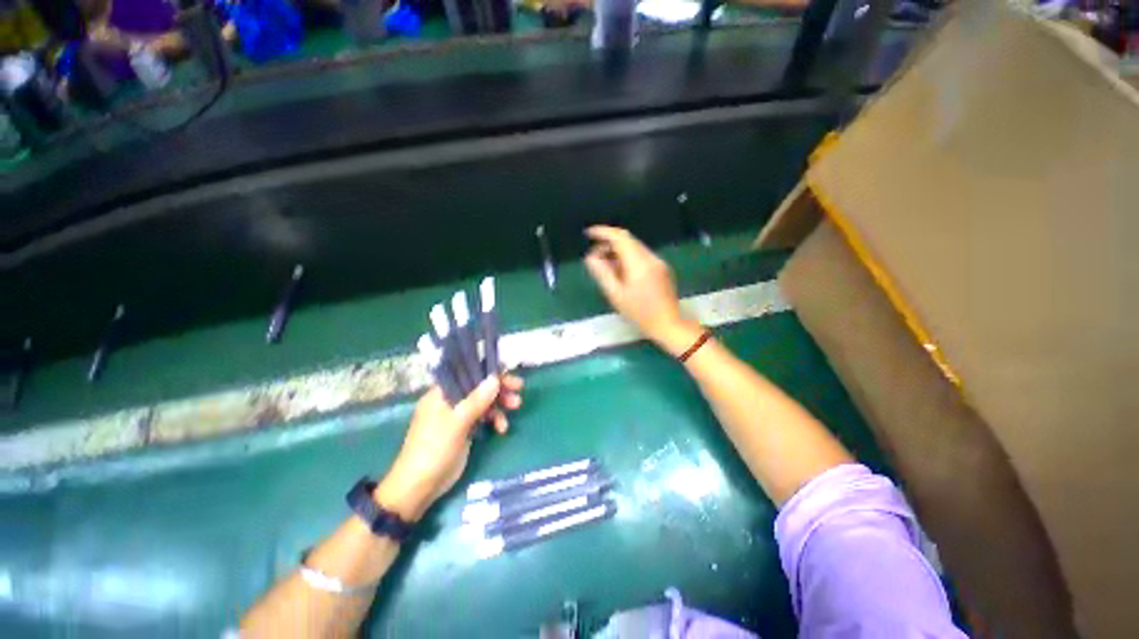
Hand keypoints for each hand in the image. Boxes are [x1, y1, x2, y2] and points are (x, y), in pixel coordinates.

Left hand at [376, 375, 523, 520]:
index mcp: (442, 393)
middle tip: (518, 391)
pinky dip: (494, 419)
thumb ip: (476, 400)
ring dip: (500, 404)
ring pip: (483, 402)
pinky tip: (502, 428)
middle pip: (479, 387)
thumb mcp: (456, 423)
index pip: (468, 373)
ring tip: (516, 407)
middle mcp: (450, 400)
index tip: (508, 375)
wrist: (419, 488)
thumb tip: (495, 378)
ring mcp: (457, 415)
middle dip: (499, 388)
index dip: (489, 372)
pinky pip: (483, 417)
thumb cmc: (433, 450)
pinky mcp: (464, 429)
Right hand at [584, 226, 701, 355]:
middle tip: (594, 256)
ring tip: (604, 265)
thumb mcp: (616, 295)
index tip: (588, 233)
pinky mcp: (661, 268)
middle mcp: (650, 257)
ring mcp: (658, 262)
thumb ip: (602, 273)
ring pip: (634, 247)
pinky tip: (620, 272)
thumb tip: (590, 257)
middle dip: (608, 243)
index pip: (620, 237)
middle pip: (627, 240)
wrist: (668, 324)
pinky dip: (627, 258)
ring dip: (617, 251)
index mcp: (639, 263)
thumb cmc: (639, 314)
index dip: (603, 232)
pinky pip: (641, 256)